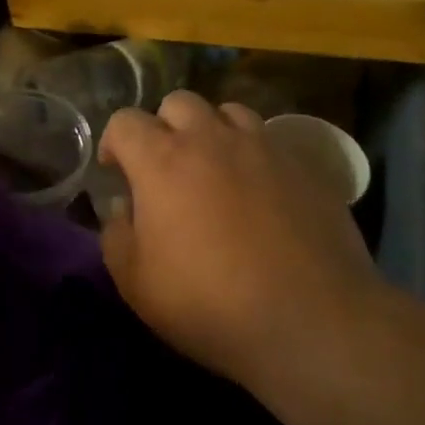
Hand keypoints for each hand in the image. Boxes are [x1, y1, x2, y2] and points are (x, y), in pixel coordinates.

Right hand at [99, 91, 385, 386]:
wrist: (311, 321)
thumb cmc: (209, 303)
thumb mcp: (135, 283)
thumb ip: (116, 235)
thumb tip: (123, 208)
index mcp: (163, 161)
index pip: (125, 121)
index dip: (114, 142)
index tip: (117, 172)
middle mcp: (212, 139)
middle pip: (179, 103)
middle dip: (164, 127)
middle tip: (166, 168)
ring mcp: (264, 148)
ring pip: (229, 112)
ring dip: (213, 131)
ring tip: (216, 169)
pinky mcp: (305, 166)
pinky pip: (271, 141)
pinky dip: (255, 154)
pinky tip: (260, 192)